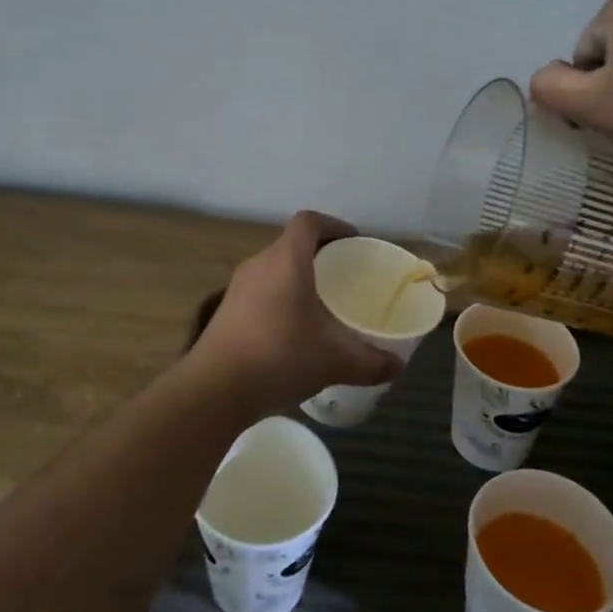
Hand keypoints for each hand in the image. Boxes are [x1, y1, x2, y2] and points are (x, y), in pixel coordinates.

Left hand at [186, 211, 403, 413]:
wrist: (214, 389)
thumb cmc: (279, 357)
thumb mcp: (334, 361)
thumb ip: (370, 361)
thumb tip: (398, 366)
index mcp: (286, 260)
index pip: (309, 222)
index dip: (334, 225)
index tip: (353, 242)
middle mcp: (259, 264)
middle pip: (290, 244)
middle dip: (318, 255)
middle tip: (344, 276)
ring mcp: (238, 288)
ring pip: (274, 269)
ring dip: (297, 278)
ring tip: (321, 304)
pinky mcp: (225, 311)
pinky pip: (260, 292)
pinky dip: (280, 299)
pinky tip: (292, 331)